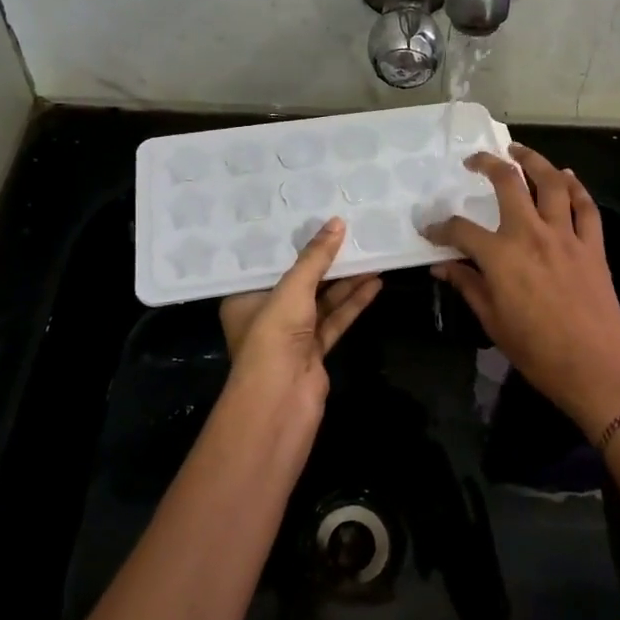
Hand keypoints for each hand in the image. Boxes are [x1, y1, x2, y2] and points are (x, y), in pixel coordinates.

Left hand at [219, 217, 381, 404]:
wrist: (280, 402)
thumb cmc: (273, 336)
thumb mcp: (293, 289)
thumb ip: (316, 257)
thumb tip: (337, 222)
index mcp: (245, 298)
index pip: (269, 264)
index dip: (292, 242)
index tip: (314, 217)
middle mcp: (266, 314)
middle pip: (300, 280)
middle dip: (325, 260)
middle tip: (350, 232)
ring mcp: (291, 335)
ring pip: (322, 300)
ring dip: (346, 280)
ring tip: (371, 253)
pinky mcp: (314, 352)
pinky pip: (335, 319)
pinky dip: (353, 303)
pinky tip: (374, 284)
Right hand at [426, 145, 619, 441]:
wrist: (596, 370)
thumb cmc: (538, 352)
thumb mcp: (493, 322)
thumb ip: (468, 286)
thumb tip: (442, 267)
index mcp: (501, 256)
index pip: (461, 229)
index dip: (440, 227)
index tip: (429, 228)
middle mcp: (532, 234)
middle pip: (509, 183)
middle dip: (488, 164)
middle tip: (476, 160)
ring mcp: (566, 236)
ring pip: (551, 183)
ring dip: (534, 160)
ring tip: (519, 150)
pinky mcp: (593, 246)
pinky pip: (586, 206)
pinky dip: (576, 187)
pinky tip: (566, 176)